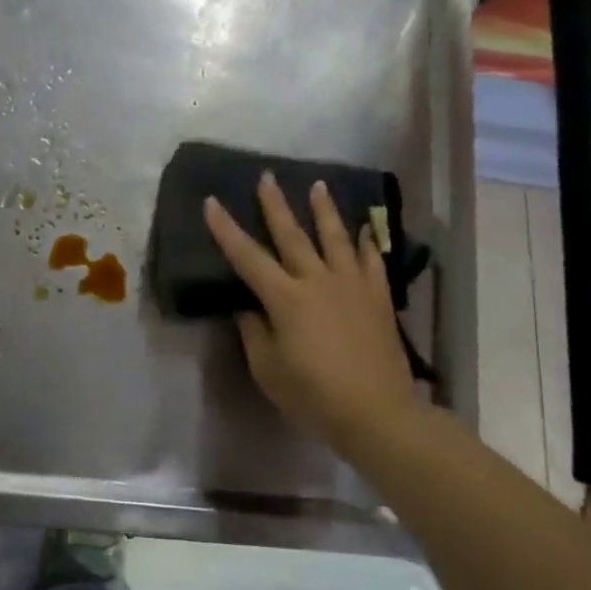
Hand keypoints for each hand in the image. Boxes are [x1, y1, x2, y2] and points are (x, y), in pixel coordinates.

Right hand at [204, 175, 421, 456]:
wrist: (377, 412)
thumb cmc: (314, 395)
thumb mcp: (268, 370)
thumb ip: (254, 333)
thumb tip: (248, 308)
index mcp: (285, 299)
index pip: (248, 257)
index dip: (226, 229)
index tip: (212, 202)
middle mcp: (317, 281)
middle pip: (292, 235)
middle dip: (275, 205)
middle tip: (268, 177)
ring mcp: (352, 285)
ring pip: (335, 237)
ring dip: (324, 210)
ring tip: (319, 185)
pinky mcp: (378, 297)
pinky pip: (372, 261)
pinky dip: (367, 242)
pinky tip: (365, 229)